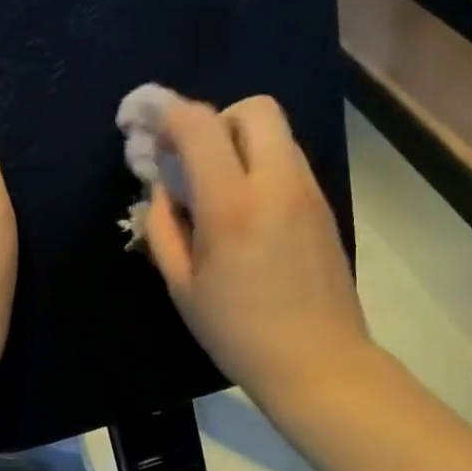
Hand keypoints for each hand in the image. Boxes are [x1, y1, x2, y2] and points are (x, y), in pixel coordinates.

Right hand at [146, 95, 373, 410]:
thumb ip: (163, 227)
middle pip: (253, 108)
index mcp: (232, 206)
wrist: (318, 361)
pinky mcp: (323, 205)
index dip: (167, 114)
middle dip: (215, 121)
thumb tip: (162, 189)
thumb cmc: (238, 333)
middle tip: (193, 161)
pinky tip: (247, 210)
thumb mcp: (182, 286)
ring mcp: (308, 192)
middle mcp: (277, 184)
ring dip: (240, 142)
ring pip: (276, 133)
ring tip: (218, 187)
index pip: (200, 125)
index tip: (147, 128)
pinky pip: (289, 161)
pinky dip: (261, 165)